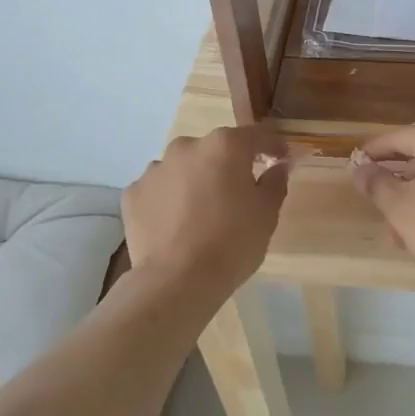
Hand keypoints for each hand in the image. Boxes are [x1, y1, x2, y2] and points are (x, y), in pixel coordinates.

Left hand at [121, 127, 288, 295]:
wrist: (177, 280)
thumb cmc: (232, 242)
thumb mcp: (267, 214)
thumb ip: (275, 182)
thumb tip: (278, 166)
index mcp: (225, 146)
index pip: (256, 135)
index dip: (272, 145)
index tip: (281, 158)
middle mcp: (187, 147)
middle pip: (215, 149)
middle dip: (228, 164)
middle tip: (238, 192)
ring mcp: (155, 169)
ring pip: (183, 167)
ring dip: (195, 180)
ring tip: (202, 212)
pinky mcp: (133, 193)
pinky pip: (159, 189)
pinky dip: (169, 200)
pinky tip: (176, 225)